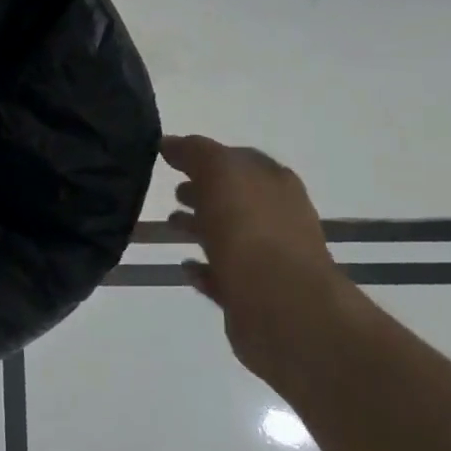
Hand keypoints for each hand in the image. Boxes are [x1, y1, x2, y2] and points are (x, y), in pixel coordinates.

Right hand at [162, 134, 355, 388]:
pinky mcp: (253, 294)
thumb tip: (171, 142)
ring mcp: (268, 258)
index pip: (239, 160)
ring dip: (200, 227)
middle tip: (170, 190)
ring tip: (169, 225)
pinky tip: (184, 266)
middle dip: (204, 191)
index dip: (207, 156)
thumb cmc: (251, 232)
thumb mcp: (221, 175)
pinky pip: (222, 275)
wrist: (281, 307)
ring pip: (228, 235)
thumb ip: (196, 153)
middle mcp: (277, 217)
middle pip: (235, 197)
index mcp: (274, 184)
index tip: (170, 157)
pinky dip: (203, 268)